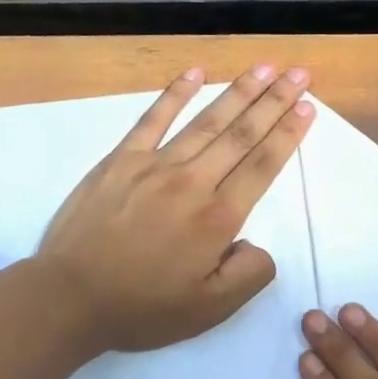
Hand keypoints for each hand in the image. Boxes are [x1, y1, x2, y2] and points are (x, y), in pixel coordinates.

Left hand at [37, 64, 313, 354]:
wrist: (70, 297)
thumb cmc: (142, 308)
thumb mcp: (210, 310)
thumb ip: (249, 274)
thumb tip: (257, 244)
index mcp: (218, 218)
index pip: (262, 165)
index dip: (288, 134)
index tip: (307, 107)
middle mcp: (192, 182)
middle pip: (242, 134)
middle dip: (275, 101)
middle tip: (299, 74)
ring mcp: (154, 165)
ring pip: (206, 121)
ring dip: (239, 92)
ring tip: (265, 68)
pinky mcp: (121, 160)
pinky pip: (153, 119)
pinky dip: (175, 94)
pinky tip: (195, 73)